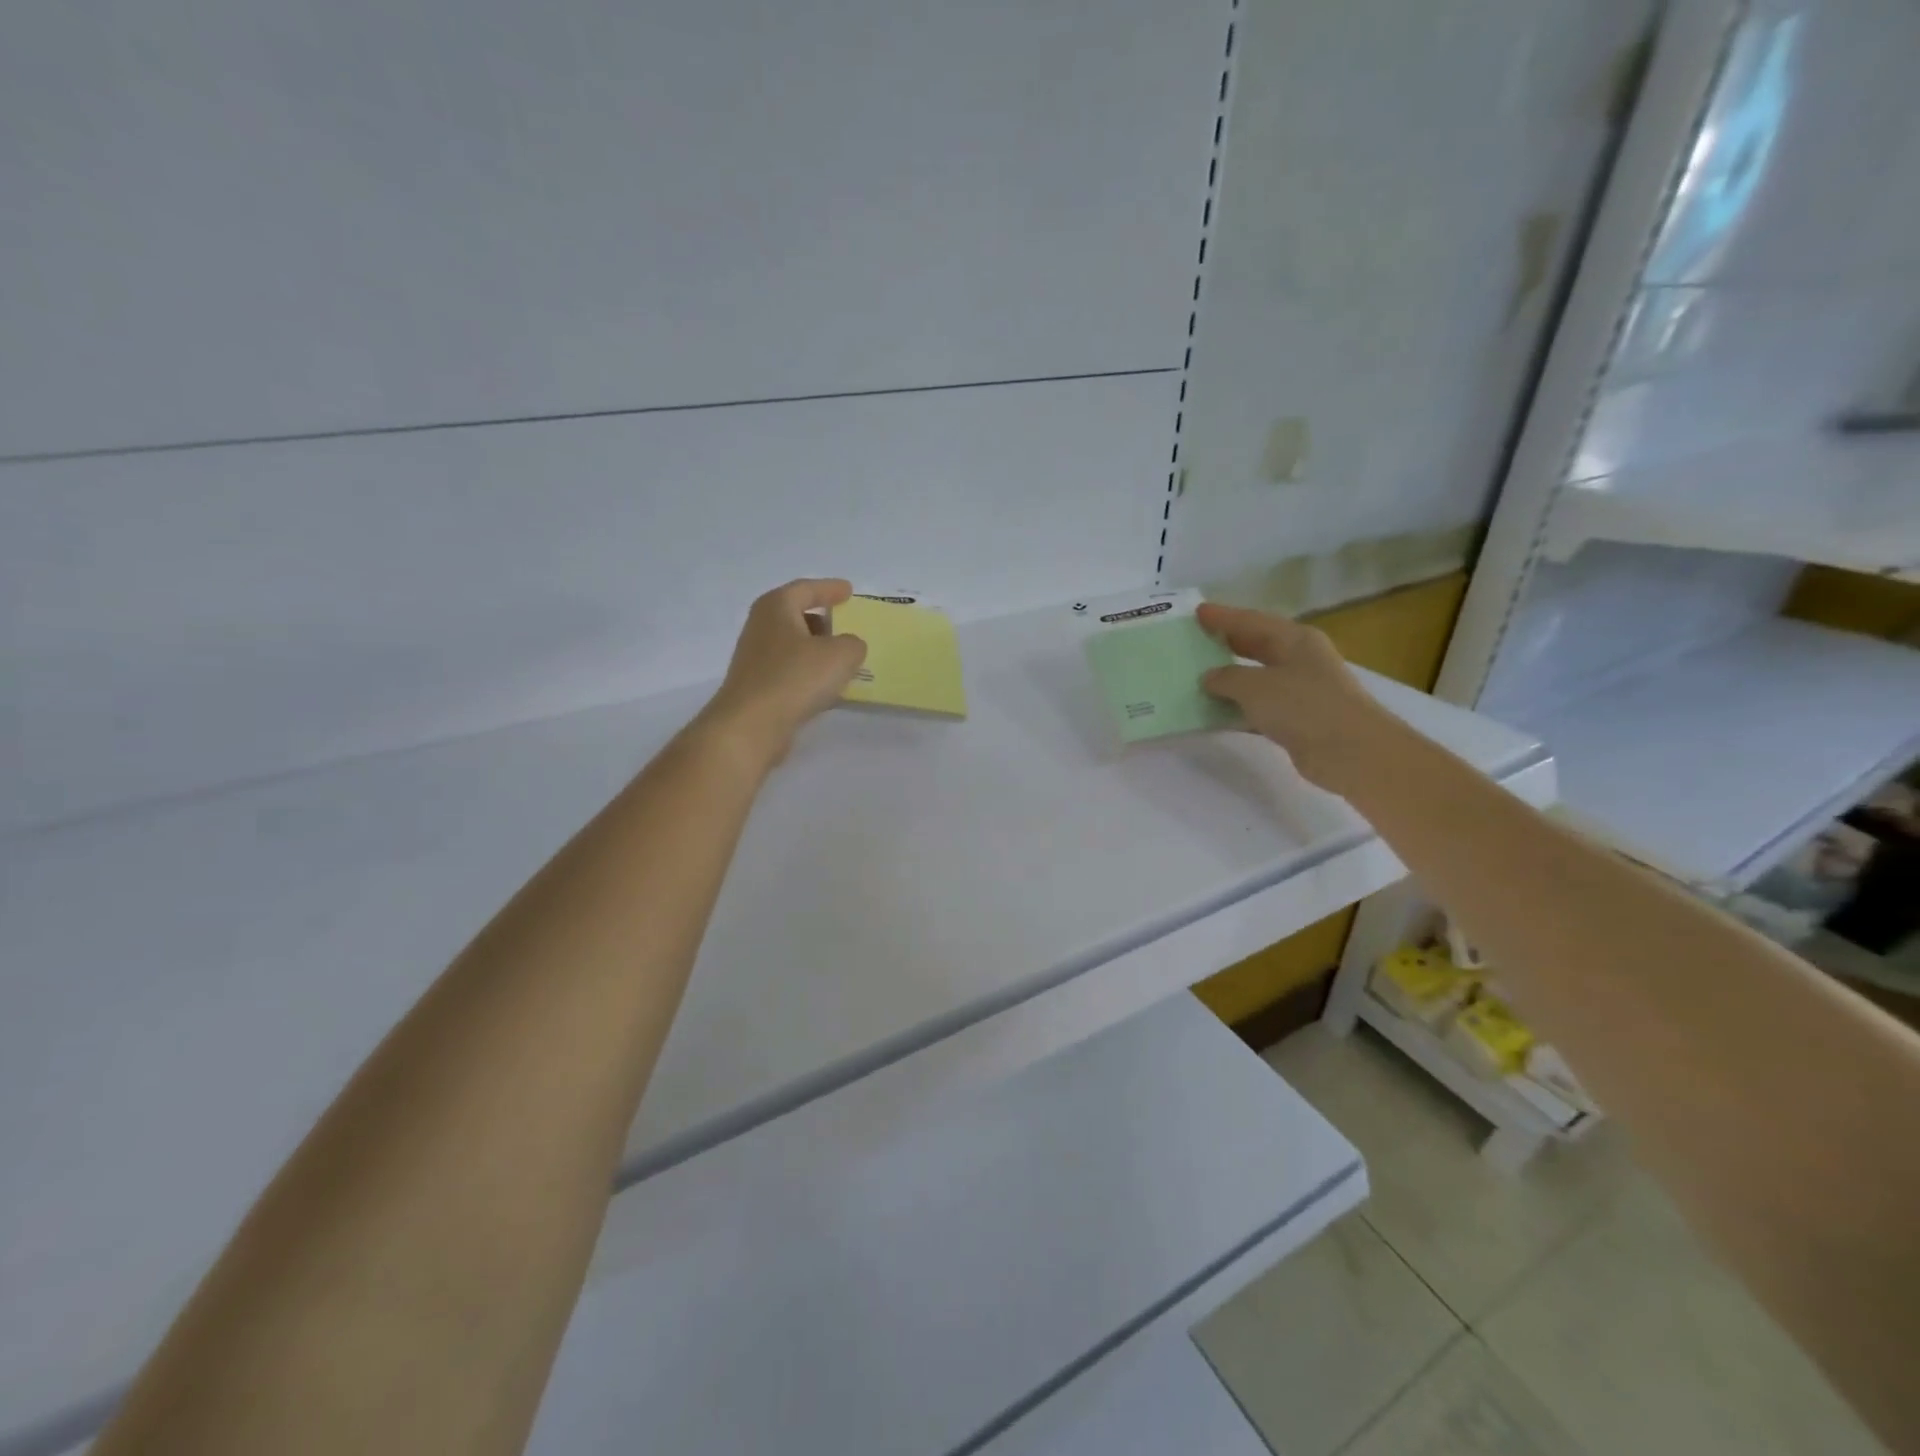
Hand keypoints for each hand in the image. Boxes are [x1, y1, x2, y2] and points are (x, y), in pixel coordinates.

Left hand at [698, 579, 867, 763]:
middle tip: (846, 625)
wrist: (751, 725)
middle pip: (795, 615)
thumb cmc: (795, 678)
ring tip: (842, 660)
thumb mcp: (841, 655)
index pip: (806, 589)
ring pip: (792, 645)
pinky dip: (808, 673)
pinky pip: (789, 671)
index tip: (849, 591)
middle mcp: (761, 627)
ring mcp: (755, 658)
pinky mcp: (756, 686)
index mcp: (777, 607)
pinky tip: (825, 687)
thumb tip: (848, 647)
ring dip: (816, 649)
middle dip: (821, 619)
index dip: (830, 589)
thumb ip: (853, 644)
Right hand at [1196, 602, 1392, 794]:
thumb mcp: (1255, 686)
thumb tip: (1209, 677)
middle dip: (1227, 644)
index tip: (1197, 612)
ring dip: (1229, 680)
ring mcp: (1301, 690)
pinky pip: (1259, 708)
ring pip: (1256, 679)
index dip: (1223, 617)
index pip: (1252, 621)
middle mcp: (1300, 660)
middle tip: (1195, 641)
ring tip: (1196, 678)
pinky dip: (1238, 709)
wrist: (1350, 752)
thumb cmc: (1303, 706)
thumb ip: (1226, 678)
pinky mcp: (1298, 720)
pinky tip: (1214, 714)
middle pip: (1256, 646)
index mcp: (1295, 639)